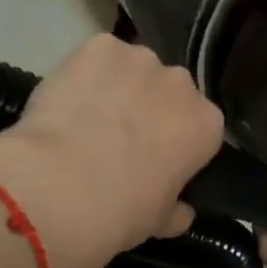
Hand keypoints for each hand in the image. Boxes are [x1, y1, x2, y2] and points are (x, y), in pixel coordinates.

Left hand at [0, 35, 224, 267]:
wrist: (59, 188)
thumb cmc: (120, 212)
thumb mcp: (158, 221)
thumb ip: (176, 210)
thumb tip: (182, 212)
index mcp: (207, 125)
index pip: (200, 127)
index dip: (176, 142)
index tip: (157, 160)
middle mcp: (182, 84)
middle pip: (169, 91)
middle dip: (151, 108)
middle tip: (120, 139)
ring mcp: (141, 59)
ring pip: (132, 70)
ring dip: (118, 87)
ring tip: (87, 117)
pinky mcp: (99, 46)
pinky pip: (98, 56)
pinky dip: (85, 73)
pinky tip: (67, 99)